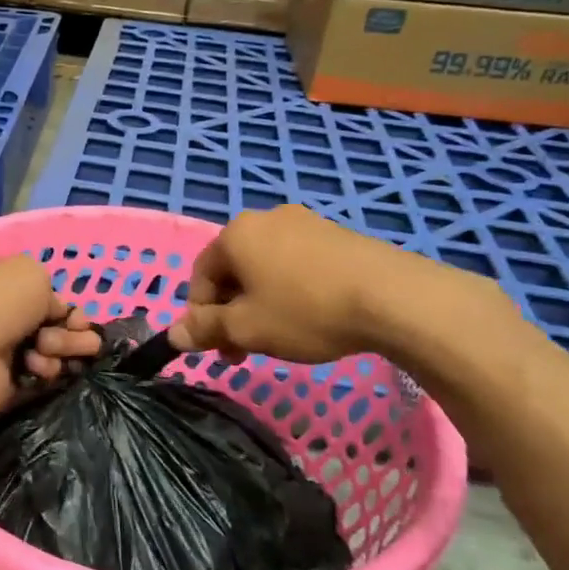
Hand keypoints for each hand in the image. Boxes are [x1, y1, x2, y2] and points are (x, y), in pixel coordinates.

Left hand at [0, 256, 100, 422]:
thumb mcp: (30, 272)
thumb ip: (49, 288)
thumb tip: (54, 312)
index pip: (39, 291)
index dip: (64, 304)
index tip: (78, 316)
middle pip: (50, 322)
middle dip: (71, 330)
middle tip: (81, 336)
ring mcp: (0, 349)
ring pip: (50, 349)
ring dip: (61, 349)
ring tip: (49, 349)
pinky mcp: (6, 382)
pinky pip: (40, 376)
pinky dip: (46, 371)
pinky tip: (37, 368)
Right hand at [169, 205, 501, 364]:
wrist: (394, 298)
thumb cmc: (305, 311)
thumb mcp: (246, 328)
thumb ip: (205, 329)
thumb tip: (174, 334)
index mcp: (236, 234)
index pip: (200, 275)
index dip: (200, 314)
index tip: (216, 348)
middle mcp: (266, 219)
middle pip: (233, 271)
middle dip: (231, 312)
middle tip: (245, 351)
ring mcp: (306, 223)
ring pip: (265, 269)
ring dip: (260, 304)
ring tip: (280, 338)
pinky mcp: (338, 235)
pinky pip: (297, 264)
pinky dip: (292, 292)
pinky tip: (312, 319)